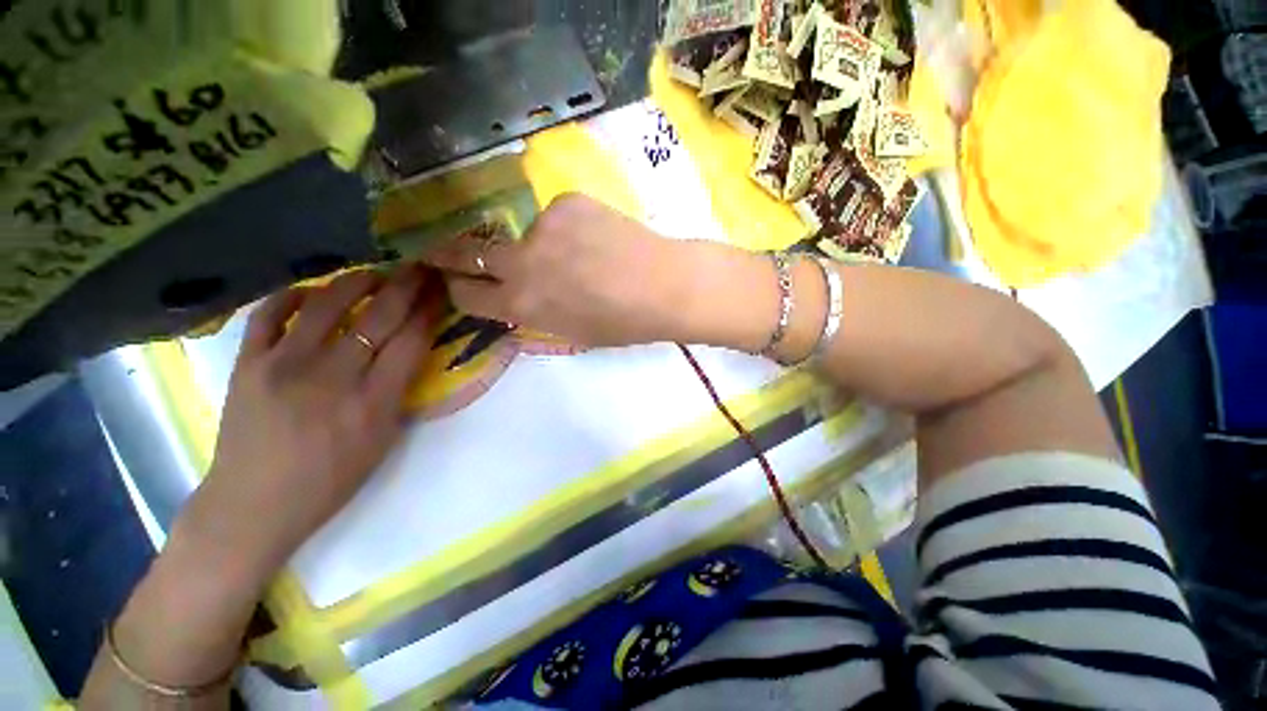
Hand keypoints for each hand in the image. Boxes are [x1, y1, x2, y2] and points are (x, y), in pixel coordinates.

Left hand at [184, 265, 434, 574]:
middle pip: (379, 318)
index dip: (429, 311)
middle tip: (420, 268)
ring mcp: (284, 365)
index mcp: (373, 401)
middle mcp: (332, 377)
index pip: (411, 341)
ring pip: (327, 305)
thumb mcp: (382, 440)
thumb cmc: (330, 479)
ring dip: (357, 281)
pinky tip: (313, 291)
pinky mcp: (247, 363)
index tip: (440, 291)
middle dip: (406, 287)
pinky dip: (294, 295)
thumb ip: (398, 391)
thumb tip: (408, 349)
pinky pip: (270, 314)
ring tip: (375, 272)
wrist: (254, 503)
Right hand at [421, 193, 703, 346]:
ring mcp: (541, 226)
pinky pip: (558, 216)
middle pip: (467, 251)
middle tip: (442, 250)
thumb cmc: (624, 323)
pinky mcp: (566, 201)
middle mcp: (520, 263)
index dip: (460, 290)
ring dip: (543, 245)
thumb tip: (517, 300)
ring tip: (585, 256)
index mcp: (522, 306)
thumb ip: (536, 316)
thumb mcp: (572, 333)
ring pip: (528, 234)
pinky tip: (599, 239)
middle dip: (449, 253)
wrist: (665, 286)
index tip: (459, 283)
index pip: (466, 295)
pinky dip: (571, 228)